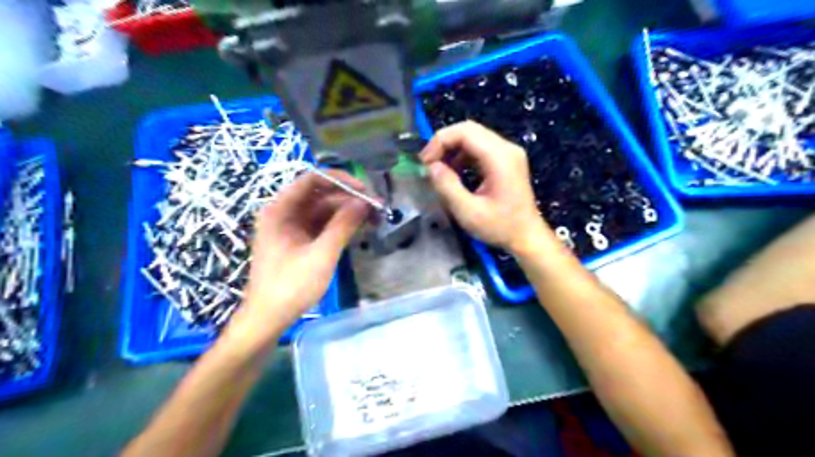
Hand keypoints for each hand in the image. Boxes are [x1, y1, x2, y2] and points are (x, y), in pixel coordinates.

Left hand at [229, 172, 369, 342]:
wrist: (268, 319)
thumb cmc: (290, 286)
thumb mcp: (321, 255)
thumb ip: (343, 226)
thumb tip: (364, 202)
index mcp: (280, 210)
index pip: (312, 180)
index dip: (340, 180)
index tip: (365, 190)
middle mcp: (284, 213)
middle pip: (320, 195)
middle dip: (348, 198)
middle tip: (376, 207)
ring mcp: (291, 227)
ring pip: (323, 210)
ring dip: (347, 212)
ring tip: (374, 217)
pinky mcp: (299, 241)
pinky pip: (322, 225)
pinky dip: (340, 225)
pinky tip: (359, 228)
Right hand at [420, 121, 553, 254]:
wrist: (527, 237)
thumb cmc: (500, 227)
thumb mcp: (468, 212)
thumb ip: (447, 187)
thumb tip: (431, 167)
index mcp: (500, 157)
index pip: (465, 132)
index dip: (440, 141)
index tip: (425, 163)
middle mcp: (506, 148)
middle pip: (469, 130)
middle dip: (444, 144)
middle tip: (428, 165)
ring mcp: (508, 153)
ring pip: (473, 137)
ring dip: (452, 150)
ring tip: (439, 171)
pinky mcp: (506, 160)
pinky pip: (480, 148)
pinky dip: (463, 156)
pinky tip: (455, 174)